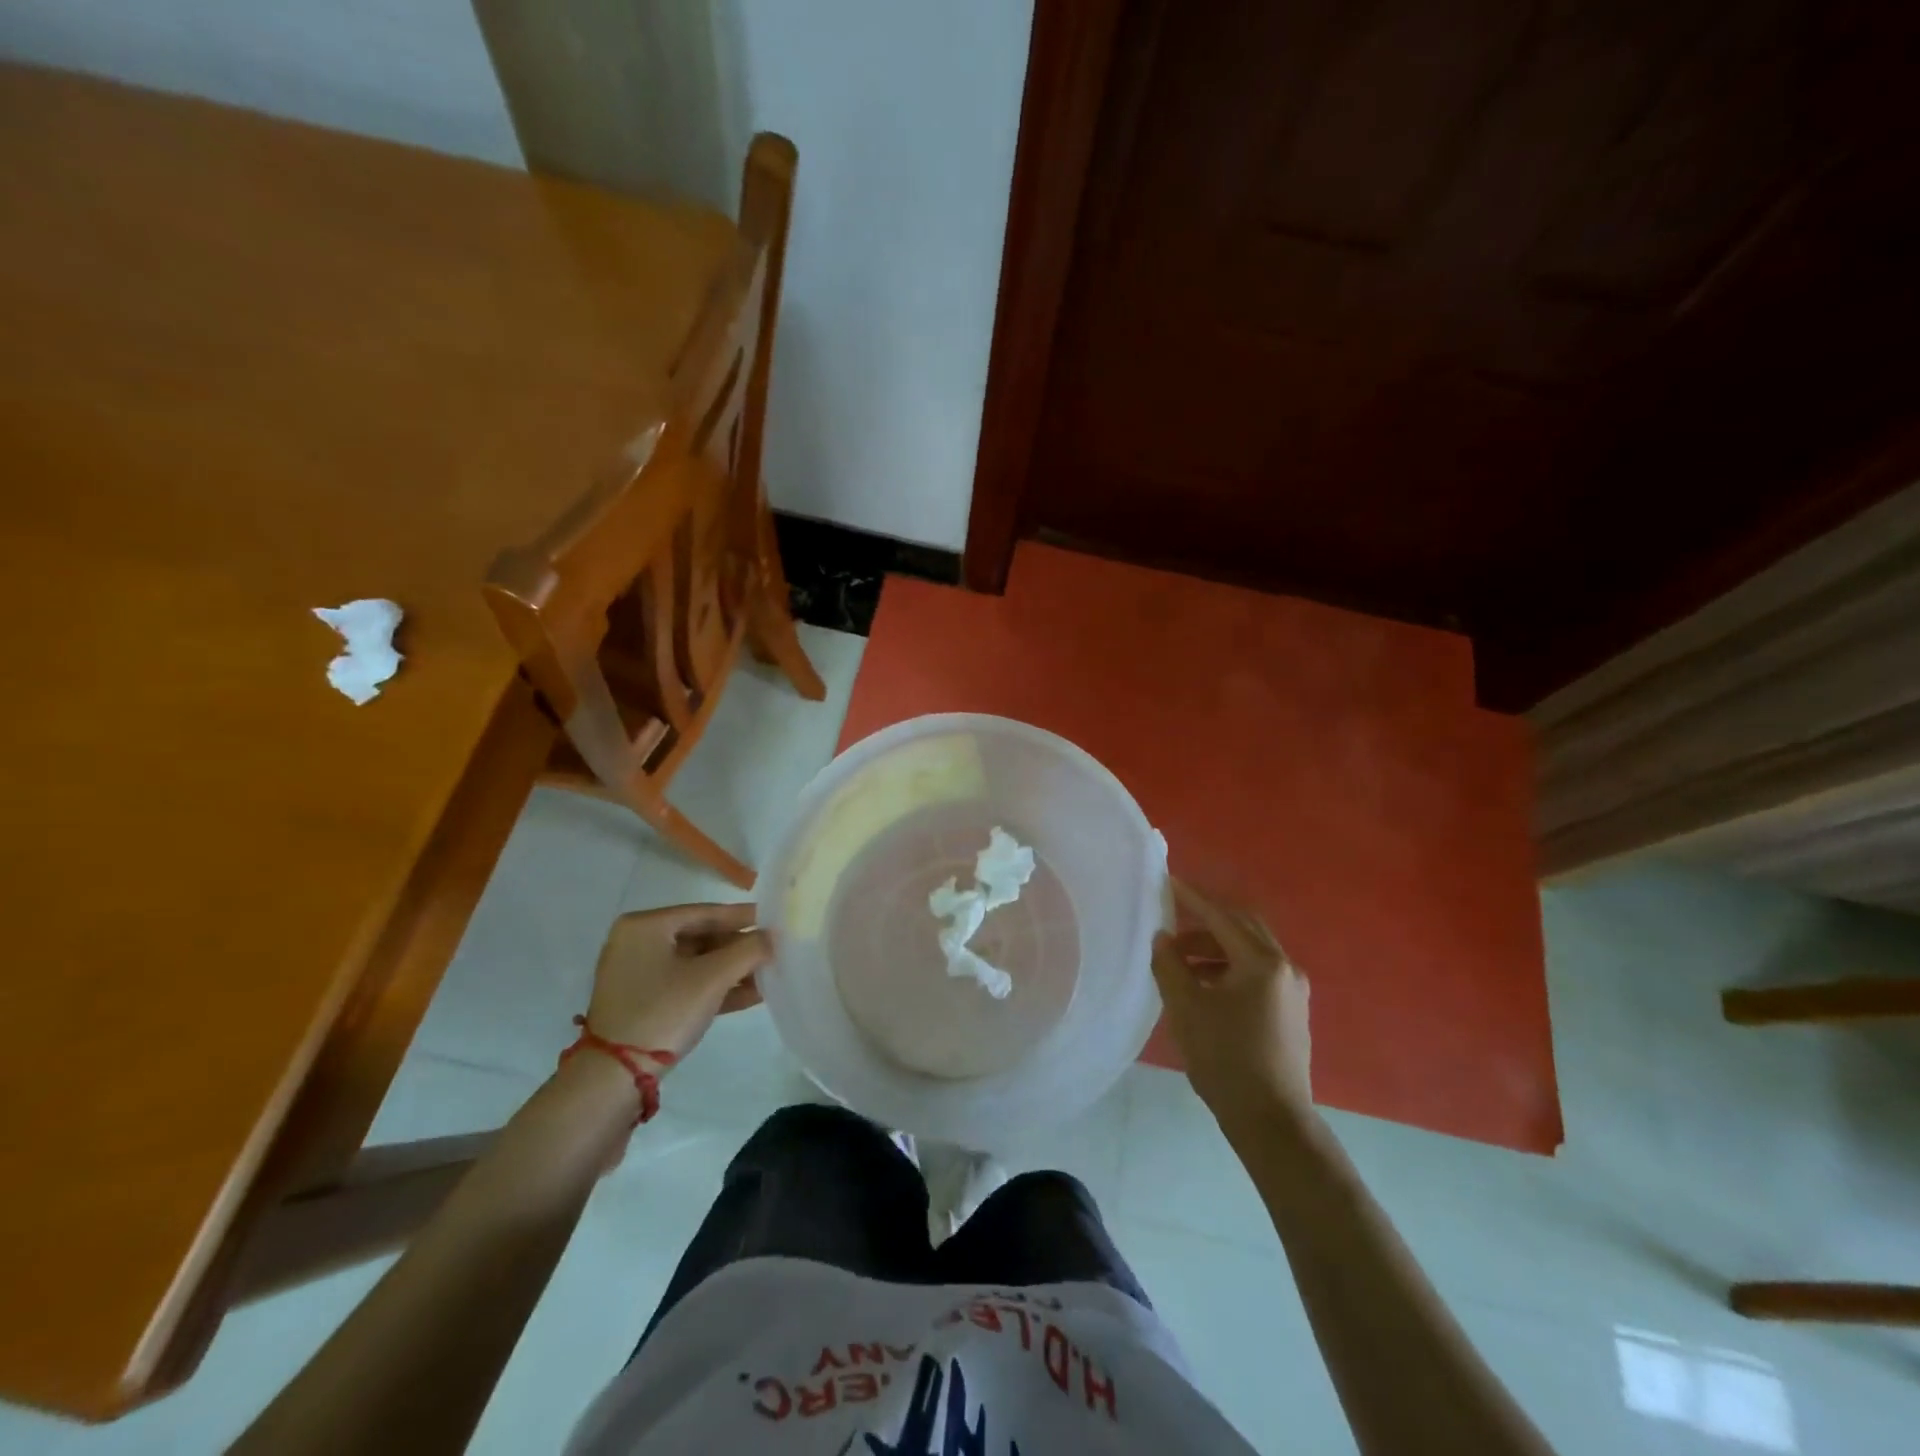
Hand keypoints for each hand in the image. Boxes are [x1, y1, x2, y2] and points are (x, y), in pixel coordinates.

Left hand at [583, 902, 770, 1067]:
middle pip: (701, 937)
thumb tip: (772, 937)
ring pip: (696, 963)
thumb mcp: (712, 978)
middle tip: (775, 949)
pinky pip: (686, 984)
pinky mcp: (643, 1002)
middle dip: (739, 948)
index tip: (774, 918)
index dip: (743, 916)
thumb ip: (748, 950)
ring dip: (732, 970)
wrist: (614, 1077)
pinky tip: (752, 994)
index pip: (705, 912)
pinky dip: (715, 988)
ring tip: (770, 974)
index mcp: (645, 926)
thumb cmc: (663, 1012)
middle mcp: (637, 942)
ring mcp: (637, 974)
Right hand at [1151, 879, 1313, 1131]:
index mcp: (1261, 962)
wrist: (1271, 1121)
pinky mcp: (1292, 1011)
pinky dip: (1229, 966)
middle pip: (1242, 927)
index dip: (1192, 898)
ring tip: (1180, 961)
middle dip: (1206, 920)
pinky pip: (1258, 972)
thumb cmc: (1225, 1059)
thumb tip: (1163, 938)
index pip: (1221, 917)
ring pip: (1250, 950)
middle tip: (1173, 919)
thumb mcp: (1186, 1007)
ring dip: (1215, 947)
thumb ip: (1170, 965)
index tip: (1168, 881)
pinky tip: (1204, 984)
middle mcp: (1284, 967)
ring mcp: (1293, 990)